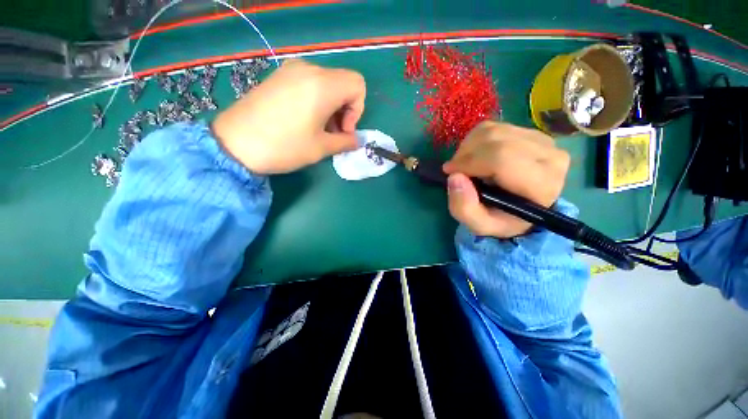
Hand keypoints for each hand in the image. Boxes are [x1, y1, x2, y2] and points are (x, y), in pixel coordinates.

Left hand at [212, 59, 365, 174]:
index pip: (357, 85)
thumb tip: (356, 140)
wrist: (234, 143)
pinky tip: (304, 120)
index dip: (357, 110)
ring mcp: (290, 70)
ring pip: (327, 83)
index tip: (343, 130)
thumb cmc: (284, 146)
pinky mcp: (278, 77)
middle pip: (343, 84)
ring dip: (331, 107)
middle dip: (345, 110)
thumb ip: (345, 142)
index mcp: (323, 85)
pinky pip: (309, 83)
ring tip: (318, 129)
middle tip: (333, 133)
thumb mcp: (321, 148)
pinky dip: (316, 100)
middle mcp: (309, 70)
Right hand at [442, 121, 569, 237]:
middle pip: (496, 140)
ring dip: (469, 146)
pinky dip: (476, 140)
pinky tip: (475, 155)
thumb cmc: (502, 219)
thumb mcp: (479, 225)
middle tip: (455, 170)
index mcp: (541, 185)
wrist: (522, 208)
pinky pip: (495, 126)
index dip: (469, 162)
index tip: (450, 172)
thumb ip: (464, 208)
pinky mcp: (532, 132)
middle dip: (466, 154)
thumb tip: (454, 177)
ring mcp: (543, 140)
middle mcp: (550, 157)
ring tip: (464, 164)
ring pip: (493, 130)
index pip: (501, 159)